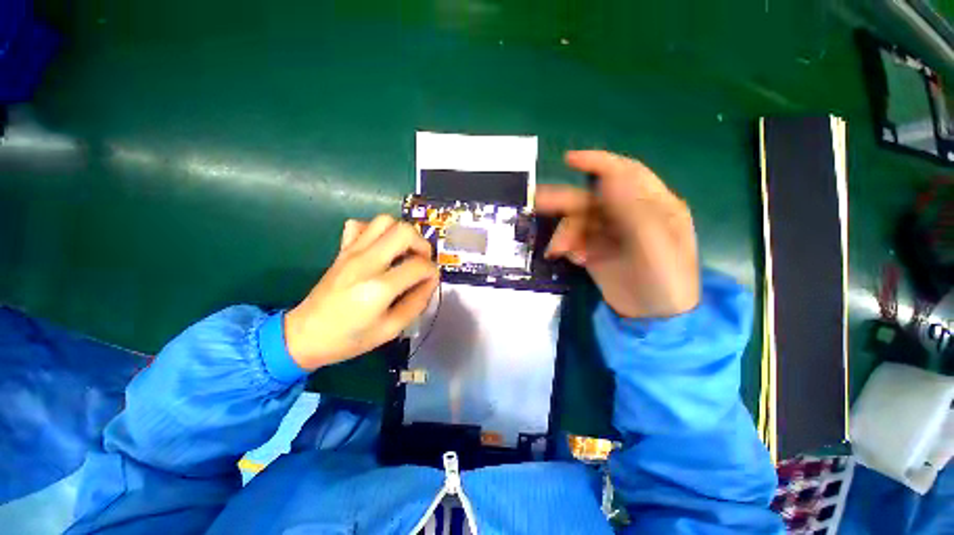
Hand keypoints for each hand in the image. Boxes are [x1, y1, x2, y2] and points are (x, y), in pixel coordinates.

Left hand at [284, 215, 439, 369]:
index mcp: (379, 288)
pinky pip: (360, 225)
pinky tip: (380, 248)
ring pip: (384, 221)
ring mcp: (351, 252)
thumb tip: (430, 281)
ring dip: (402, 234)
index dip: (432, 272)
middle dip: (422, 244)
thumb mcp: (391, 329)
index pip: (419, 265)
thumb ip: (417, 303)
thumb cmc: (349, 338)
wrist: (303, 335)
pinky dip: (376, 231)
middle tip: (421, 261)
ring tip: (404, 252)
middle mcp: (366, 262)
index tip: (430, 281)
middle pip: (404, 231)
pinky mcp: (342, 250)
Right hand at [535, 150, 699, 318]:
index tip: (569, 160)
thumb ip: (634, 209)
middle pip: (592, 198)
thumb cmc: (665, 280)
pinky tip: (572, 259)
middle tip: (537, 203)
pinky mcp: (595, 250)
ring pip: (577, 221)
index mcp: (652, 204)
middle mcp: (628, 214)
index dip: (598, 162)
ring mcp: (609, 233)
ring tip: (558, 251)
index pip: (625, 172)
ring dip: (565, 233)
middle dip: (565, 202)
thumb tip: (610, 176)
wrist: (653, 318)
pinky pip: (574, 240)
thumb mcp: (656, 245)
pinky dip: (567, 246)